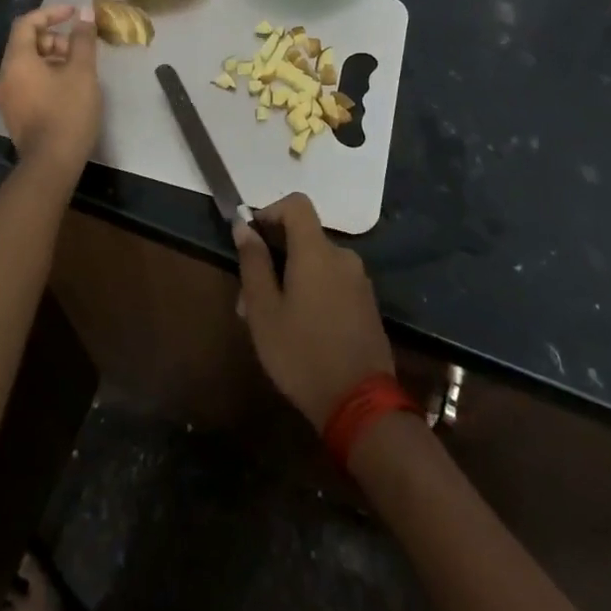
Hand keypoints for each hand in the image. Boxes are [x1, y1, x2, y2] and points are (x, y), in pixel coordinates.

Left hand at [0, 4, 100, 179]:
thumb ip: (83, 39)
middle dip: (54, 39)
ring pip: (27, 65)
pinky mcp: (14, 114)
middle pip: (26, 44)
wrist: (51, 164)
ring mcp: (7, 98)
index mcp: (17, 61)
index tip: (74, 13)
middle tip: (80, 49)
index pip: (26, 23)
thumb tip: (85, 12)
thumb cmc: (68, 112)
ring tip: (78, 70)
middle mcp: (5, 76)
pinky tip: (68, 89)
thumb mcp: (82, 71)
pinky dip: (46, 76)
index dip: (51, 13)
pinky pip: (27, 83)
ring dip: (52, 58)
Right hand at [233, 193, 393, 430]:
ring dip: (291, 277)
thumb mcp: (264, 311)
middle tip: (251, 295)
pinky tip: (299, 329)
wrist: (362, 406)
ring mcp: (359, 281)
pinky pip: (333, 282)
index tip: (251, 237)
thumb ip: (253, 263)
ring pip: (317, 263)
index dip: (270, 211)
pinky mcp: (367, 304)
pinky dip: (313, 291)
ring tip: (270, 319)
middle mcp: (342, 256)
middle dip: (275, 255)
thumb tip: (243, 226)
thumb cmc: (303, 354)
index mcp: (316, 251)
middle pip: (304, 236)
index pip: (296, 203)